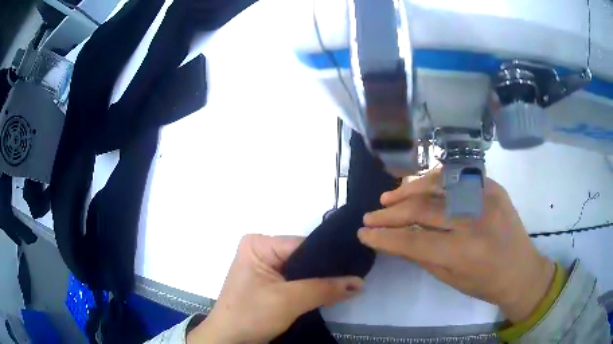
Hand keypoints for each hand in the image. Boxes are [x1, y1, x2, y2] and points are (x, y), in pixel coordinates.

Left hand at [188, 235, 362, 343]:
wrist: (229, 340)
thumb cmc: (251, 315)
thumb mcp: (289, 300)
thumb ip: (325, 289)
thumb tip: (360, 281)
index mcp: (259, 243)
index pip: (303, 244)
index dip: (329, 256)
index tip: (357, 264)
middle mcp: (261, 250)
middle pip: (303, 257)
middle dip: (326, 271)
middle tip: (356, 276)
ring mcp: (264, 268)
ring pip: (302, 271)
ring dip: (320, 281)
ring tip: (349, 284)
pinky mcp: (268, 284)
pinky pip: (296, 282)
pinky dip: (311, 289)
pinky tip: (330, 292)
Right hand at [358, 170, 554, 322]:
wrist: (521, 269)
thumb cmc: (485, 283)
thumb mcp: (450, 278)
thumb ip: (421, 255)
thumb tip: (393, 239)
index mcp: (464, 252)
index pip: (414, 241)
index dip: (384, 237)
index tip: (364, 234)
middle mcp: (475, 220)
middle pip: (423, 210)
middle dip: (390, 214)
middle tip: (370, 217)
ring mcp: (486, 197)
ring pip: (438, 185)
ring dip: (408, 191)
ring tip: (387, 198)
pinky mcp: (493, 186)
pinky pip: (457, 177)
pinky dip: (434, 180)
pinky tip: (418, 186)